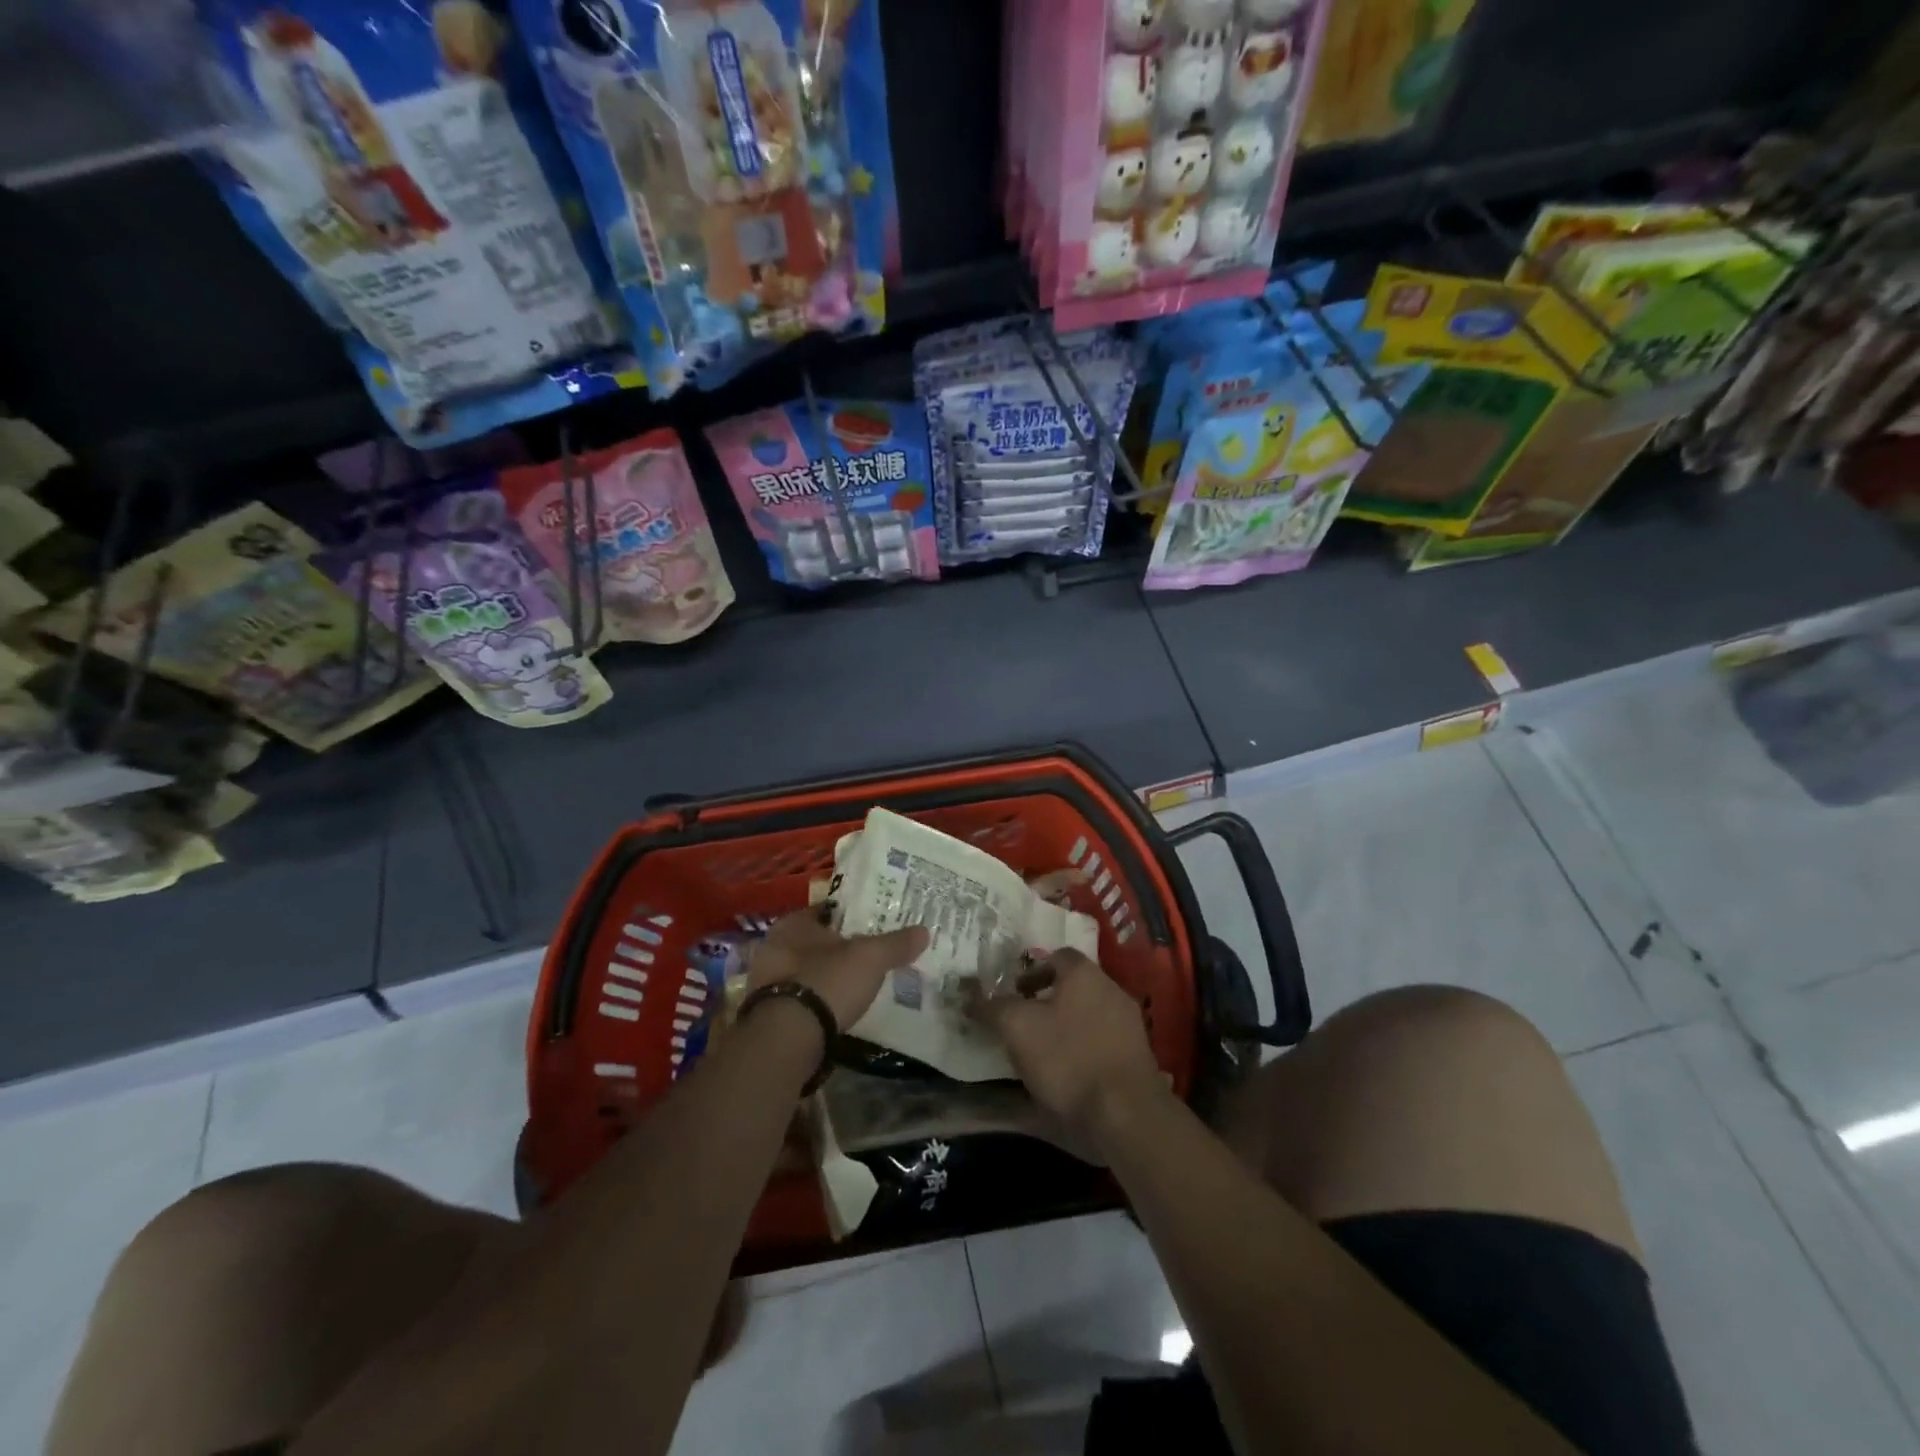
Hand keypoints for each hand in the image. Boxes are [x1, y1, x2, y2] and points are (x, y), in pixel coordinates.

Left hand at [748, 910, 928, 1032]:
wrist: (787, 1038)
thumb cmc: (827, 981)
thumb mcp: (871, 958)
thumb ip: (896, 944)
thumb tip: (924, 931)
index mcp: (793, 923)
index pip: (826, 910)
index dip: (851, 916)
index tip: (873, 923)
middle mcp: (773, 946)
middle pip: (815, 941)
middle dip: (838, 948)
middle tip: (867, 955)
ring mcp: (766, 981)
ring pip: (805, 970)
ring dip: (825, 975)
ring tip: (854, 984)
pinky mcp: (766, 1012)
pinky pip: (798, 997)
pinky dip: (816, 1000)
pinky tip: (834, 1008)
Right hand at [973, 950, 1166, 1151]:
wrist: (1126, 1115)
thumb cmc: (1068, 1059)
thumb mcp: (1017, 1028)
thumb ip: (993, 1008)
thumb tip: (971, 998)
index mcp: (1085, 974)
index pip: (1057, 956)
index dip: (1031, 971)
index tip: (1013, 993)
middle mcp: (1112, 990)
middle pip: (1073, 987)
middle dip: (1046, 1002)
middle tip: (1021, 1023)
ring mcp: (1129, 1026)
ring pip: (1088, 1016)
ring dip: (1065, 1029)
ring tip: (1039, 1055)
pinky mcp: (1137, 1059)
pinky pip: (1101, 1045)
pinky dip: (1083, 1054)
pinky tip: (1066, 1078)